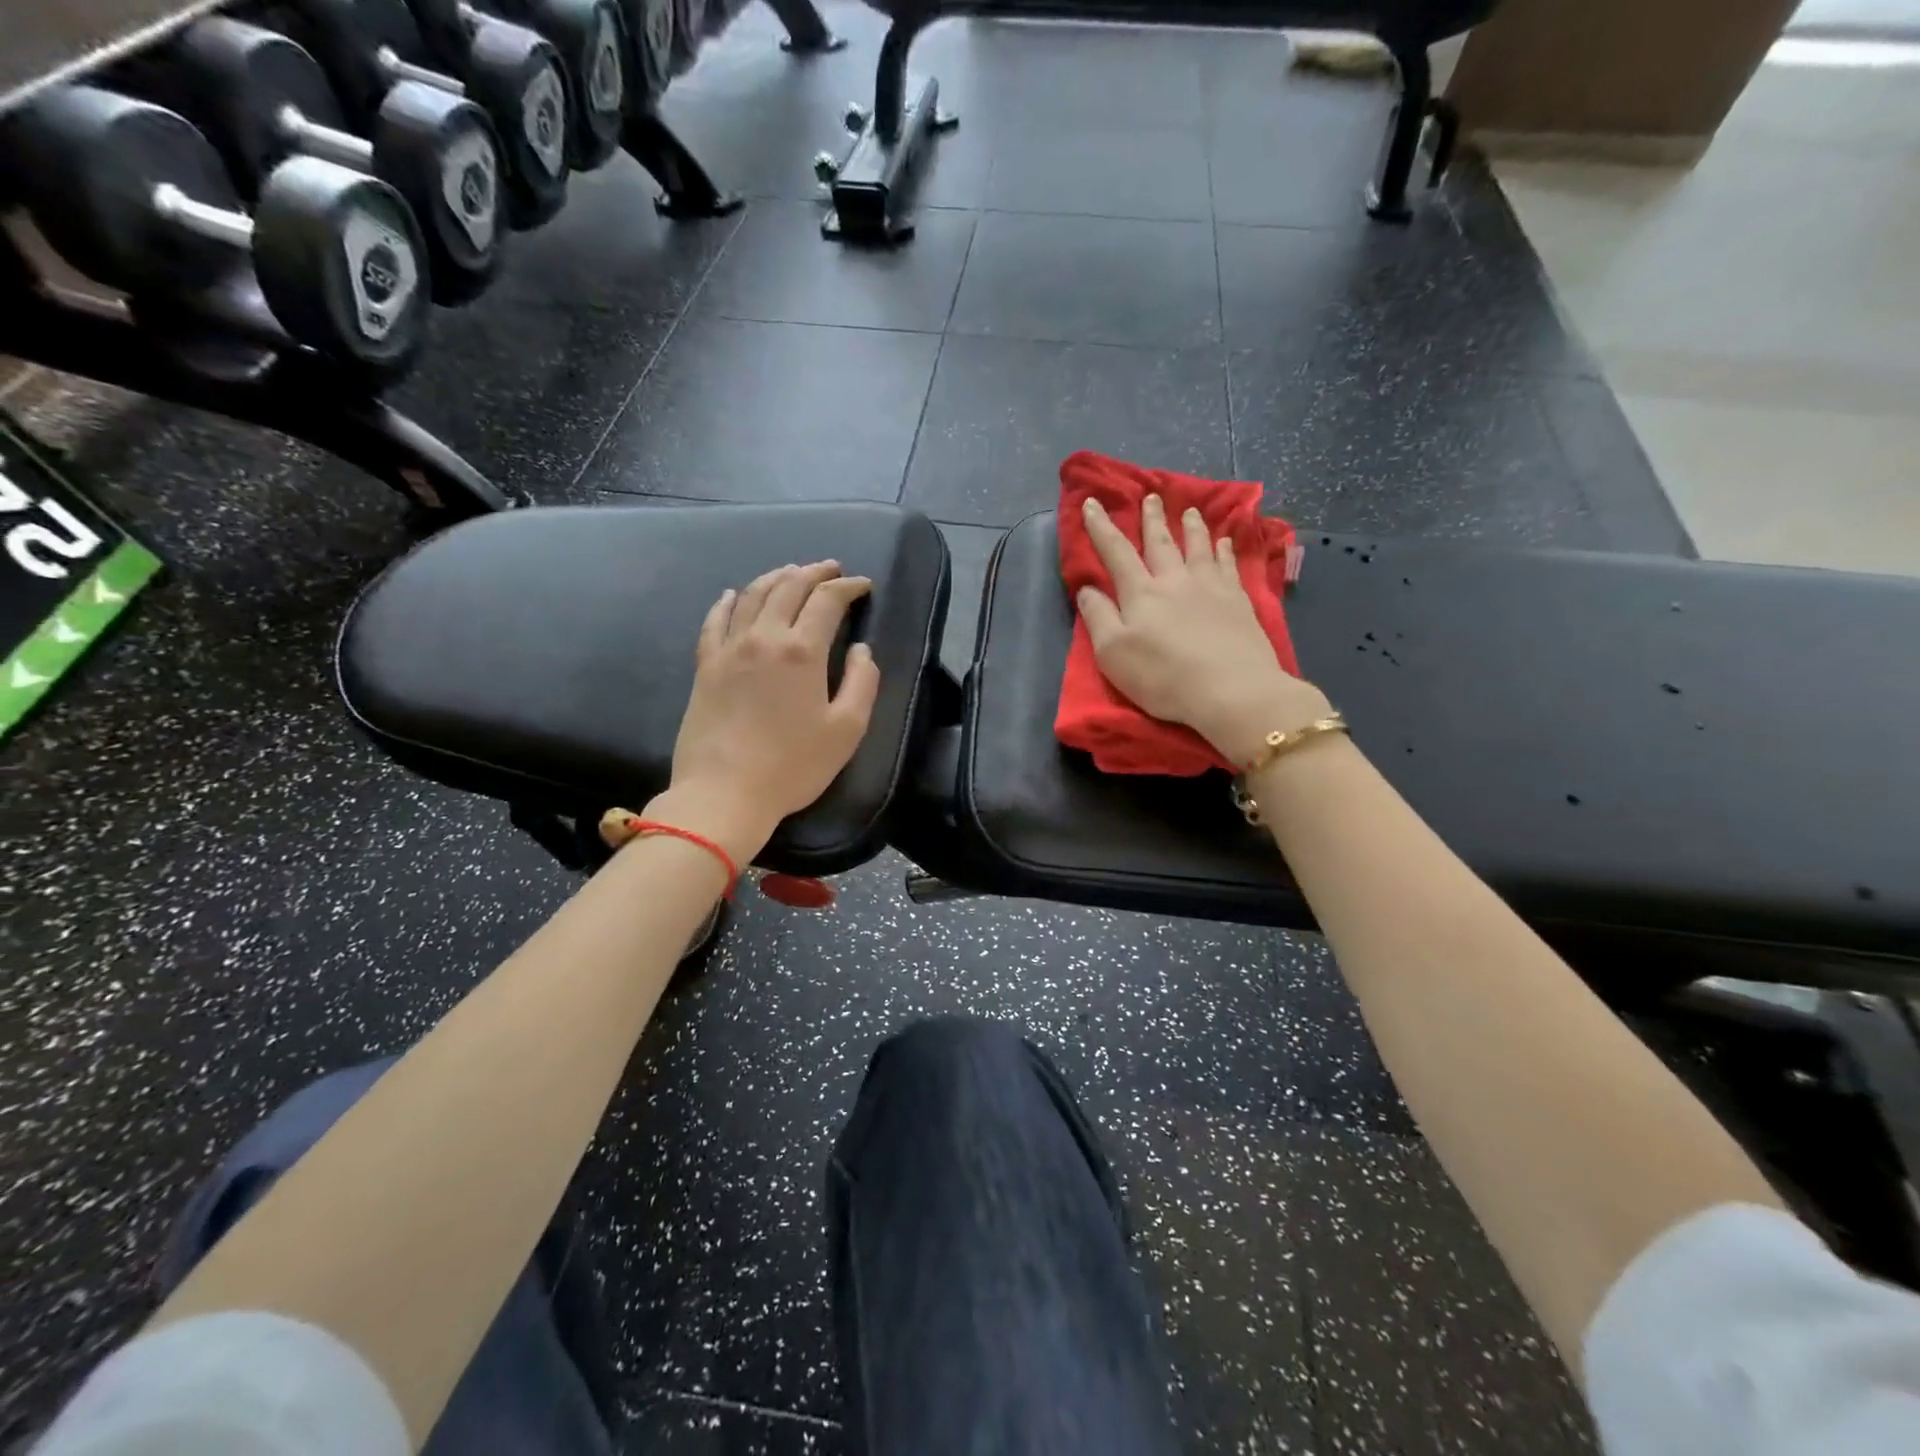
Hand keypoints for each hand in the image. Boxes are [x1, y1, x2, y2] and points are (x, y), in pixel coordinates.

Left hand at [651, 561, 879, 860]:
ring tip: (791, 572)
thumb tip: (862, 650)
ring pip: (753, 596)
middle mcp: (764, 638)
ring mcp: (729, 649)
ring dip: (776, 577)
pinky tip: (733, 594)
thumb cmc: (793, 766)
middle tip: (830, 569)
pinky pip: (715, 621)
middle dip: (814, 572)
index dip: (848, 587)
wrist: (723, 793)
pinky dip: (728, 601)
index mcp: (802, 651)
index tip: (863, 585)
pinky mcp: (705, 666)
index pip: (827, 601)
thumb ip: (861, 683)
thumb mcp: (846, 730)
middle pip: (789, 588)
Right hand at [1077, 494, 1329, 766]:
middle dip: (1152, 519)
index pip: (1116, 552)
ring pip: (1198, 547)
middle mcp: (1174, 580)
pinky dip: (1224, 550)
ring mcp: (1210, 588)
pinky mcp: (1238, 601)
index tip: (1092, 503)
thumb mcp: (1113, 654)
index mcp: (1140, 593)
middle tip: (1151, 496)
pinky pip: (1229, 565)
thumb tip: (1087, 589)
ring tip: (1189, 510)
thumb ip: (1097, 617)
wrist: (1231, 690)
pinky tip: (1225, 541)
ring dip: (1191, 527)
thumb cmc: (1163, 677)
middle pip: (1161, 542)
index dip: (1101, 527)